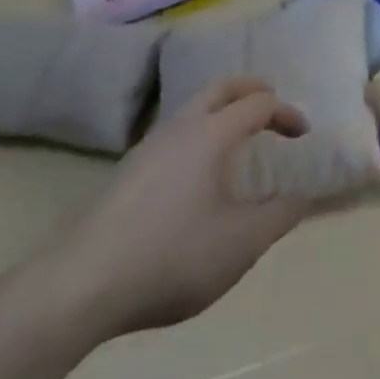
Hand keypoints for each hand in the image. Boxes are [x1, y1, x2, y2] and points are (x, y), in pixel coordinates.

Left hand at [36, 78, 311, 340]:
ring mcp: (147, 149)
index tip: (303, 137)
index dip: (287, 114)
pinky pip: (173, 136)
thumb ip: (280, 216)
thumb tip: (305, 195)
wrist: (75, 290)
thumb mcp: (241, 244)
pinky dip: (197, 136)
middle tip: (272, 107)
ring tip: (237, 142)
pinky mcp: (124, 175)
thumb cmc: (170, 257)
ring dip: (221, 113)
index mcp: (213, 133)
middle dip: (252, 91)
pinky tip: (196, 177)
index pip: (260, 103)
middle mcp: (180, 128)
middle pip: (221, 88)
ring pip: (192, 110)